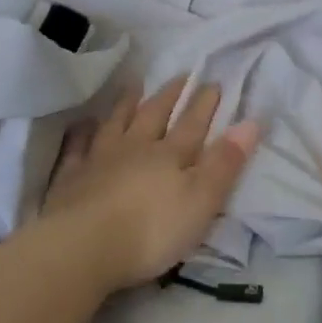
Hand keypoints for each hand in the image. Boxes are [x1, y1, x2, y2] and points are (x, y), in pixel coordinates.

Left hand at [37, 77, 258, 293]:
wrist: (82, 247)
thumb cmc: (151, 230)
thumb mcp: (201, 200)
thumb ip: (225, 162)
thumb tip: (251, 122)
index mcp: (170, 156)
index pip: (192, 124)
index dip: (204, 104)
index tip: (213, 81)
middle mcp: (135, 149)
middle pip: (155, 116)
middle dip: (170, 95)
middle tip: (181, 75)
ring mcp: (99, 160)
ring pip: (117, 124)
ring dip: (127, 104)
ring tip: (135, 85)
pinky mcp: (70, 179)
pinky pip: (77, 148)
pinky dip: (82, 133)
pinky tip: (84, 124)